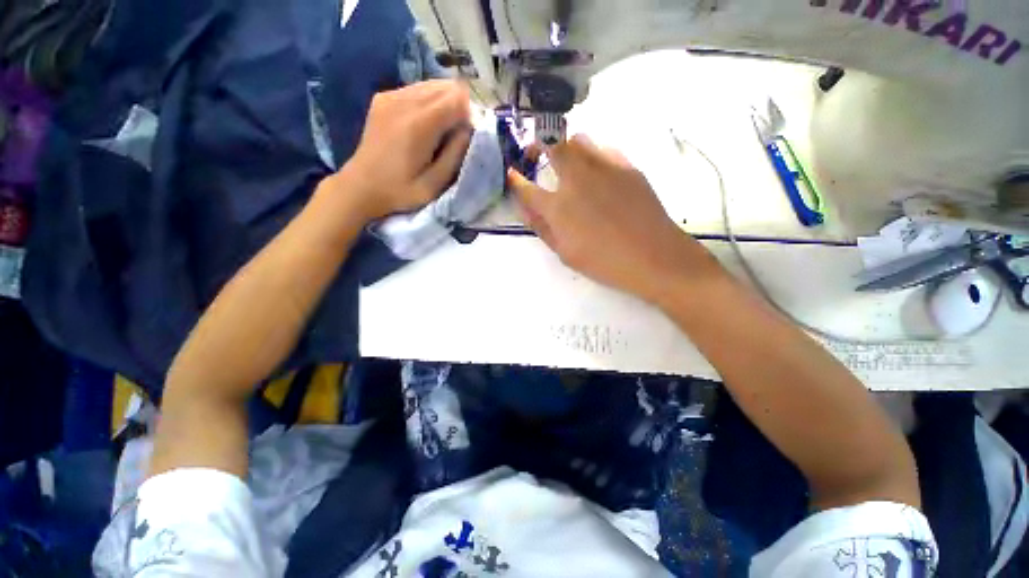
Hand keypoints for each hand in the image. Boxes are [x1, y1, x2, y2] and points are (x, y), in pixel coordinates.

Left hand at [334, 80, 471, 221]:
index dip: (469, 114)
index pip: (457, 98)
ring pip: (432, 84)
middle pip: (446, 86)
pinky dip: (428, 101)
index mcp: (419, 125)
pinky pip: (416, 89)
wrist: (361, 186)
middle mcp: (404, 101)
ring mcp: (390, 96)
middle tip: (455, 134)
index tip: (466, 135)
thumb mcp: (435, 183)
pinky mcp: (383, 98)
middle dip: (459, 106)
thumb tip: (468, 129)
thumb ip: (455, 154)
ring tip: (441, 130)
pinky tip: (423, 124)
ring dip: (444, 103)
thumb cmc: (401, 191)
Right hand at [507, 135, 722, 303]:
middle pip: (552, 146)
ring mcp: (604, 168)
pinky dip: (593, 155)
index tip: (512, 174)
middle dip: (538, 146)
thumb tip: (525, 208)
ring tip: (567, 163)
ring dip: (566, 148)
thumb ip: (542, 227)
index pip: (527, 187)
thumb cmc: (604, 262)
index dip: (516, 180)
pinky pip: (604, 149)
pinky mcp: (627, 166)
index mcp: (558, 206)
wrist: (653, 257)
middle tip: (536, 155)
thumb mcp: (565, 252)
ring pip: (579, 141)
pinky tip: (596, 172)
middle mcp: (577, 179)